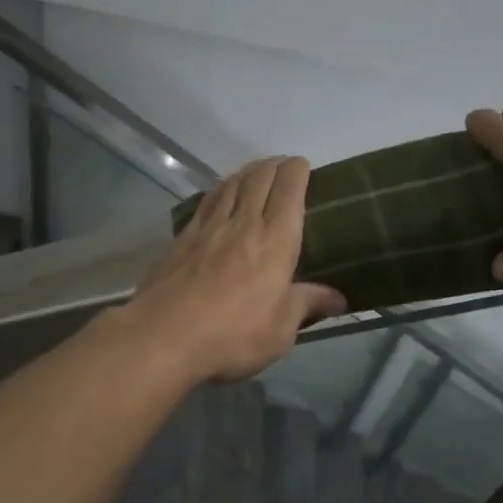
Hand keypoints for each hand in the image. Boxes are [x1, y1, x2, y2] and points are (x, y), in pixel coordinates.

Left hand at [123, 157, 347, 382]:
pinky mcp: (183, 238)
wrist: (164, 336)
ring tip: (255, 172)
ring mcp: (209, 228)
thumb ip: (307, 305)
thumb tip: (338, 298)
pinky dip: (220, 189)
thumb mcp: (280, 330)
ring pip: (231, 184)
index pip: (289, 190)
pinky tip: (220, 193)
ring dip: (247, 172)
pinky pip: (207, 201)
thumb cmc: (232, 335)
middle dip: (274, 165)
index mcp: (275, 241)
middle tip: (282, 166)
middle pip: (259, 179)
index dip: (297, 171)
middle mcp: (244, 224)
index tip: (302, 165)